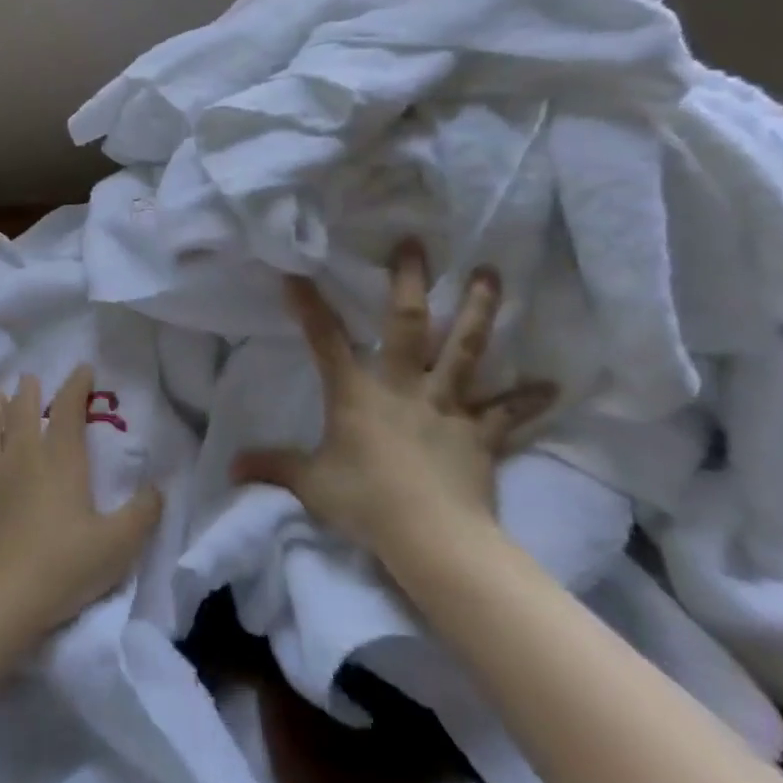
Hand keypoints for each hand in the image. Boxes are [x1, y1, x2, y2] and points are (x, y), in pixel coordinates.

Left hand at [0, 367, 162, 648]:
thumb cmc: (61, 569)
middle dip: (29, 391)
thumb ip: (143, 513)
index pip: (69, 408)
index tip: (82, 369)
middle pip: (22, 409)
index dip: (76, 385)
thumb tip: (157, 488)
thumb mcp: (117, 546)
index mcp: (60, 458)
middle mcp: (20, 452)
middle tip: (30, 380)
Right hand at [232, 243, 555, 578]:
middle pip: (406, 323)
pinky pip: (507, 412)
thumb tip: (230, 468)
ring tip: (490, 275)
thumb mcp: (311, 484)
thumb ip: (273, 467)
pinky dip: (528, 398)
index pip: (325, 340)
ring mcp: (446, 404)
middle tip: (415, 245)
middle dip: (409, 282)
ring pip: (464, 348)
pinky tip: (552, 385)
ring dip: (478, 311)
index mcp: (357, 392)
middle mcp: (403, 385)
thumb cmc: (366, 503)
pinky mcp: (480, 432)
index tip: (297, 273)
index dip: (309, 305)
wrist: (432, 538)